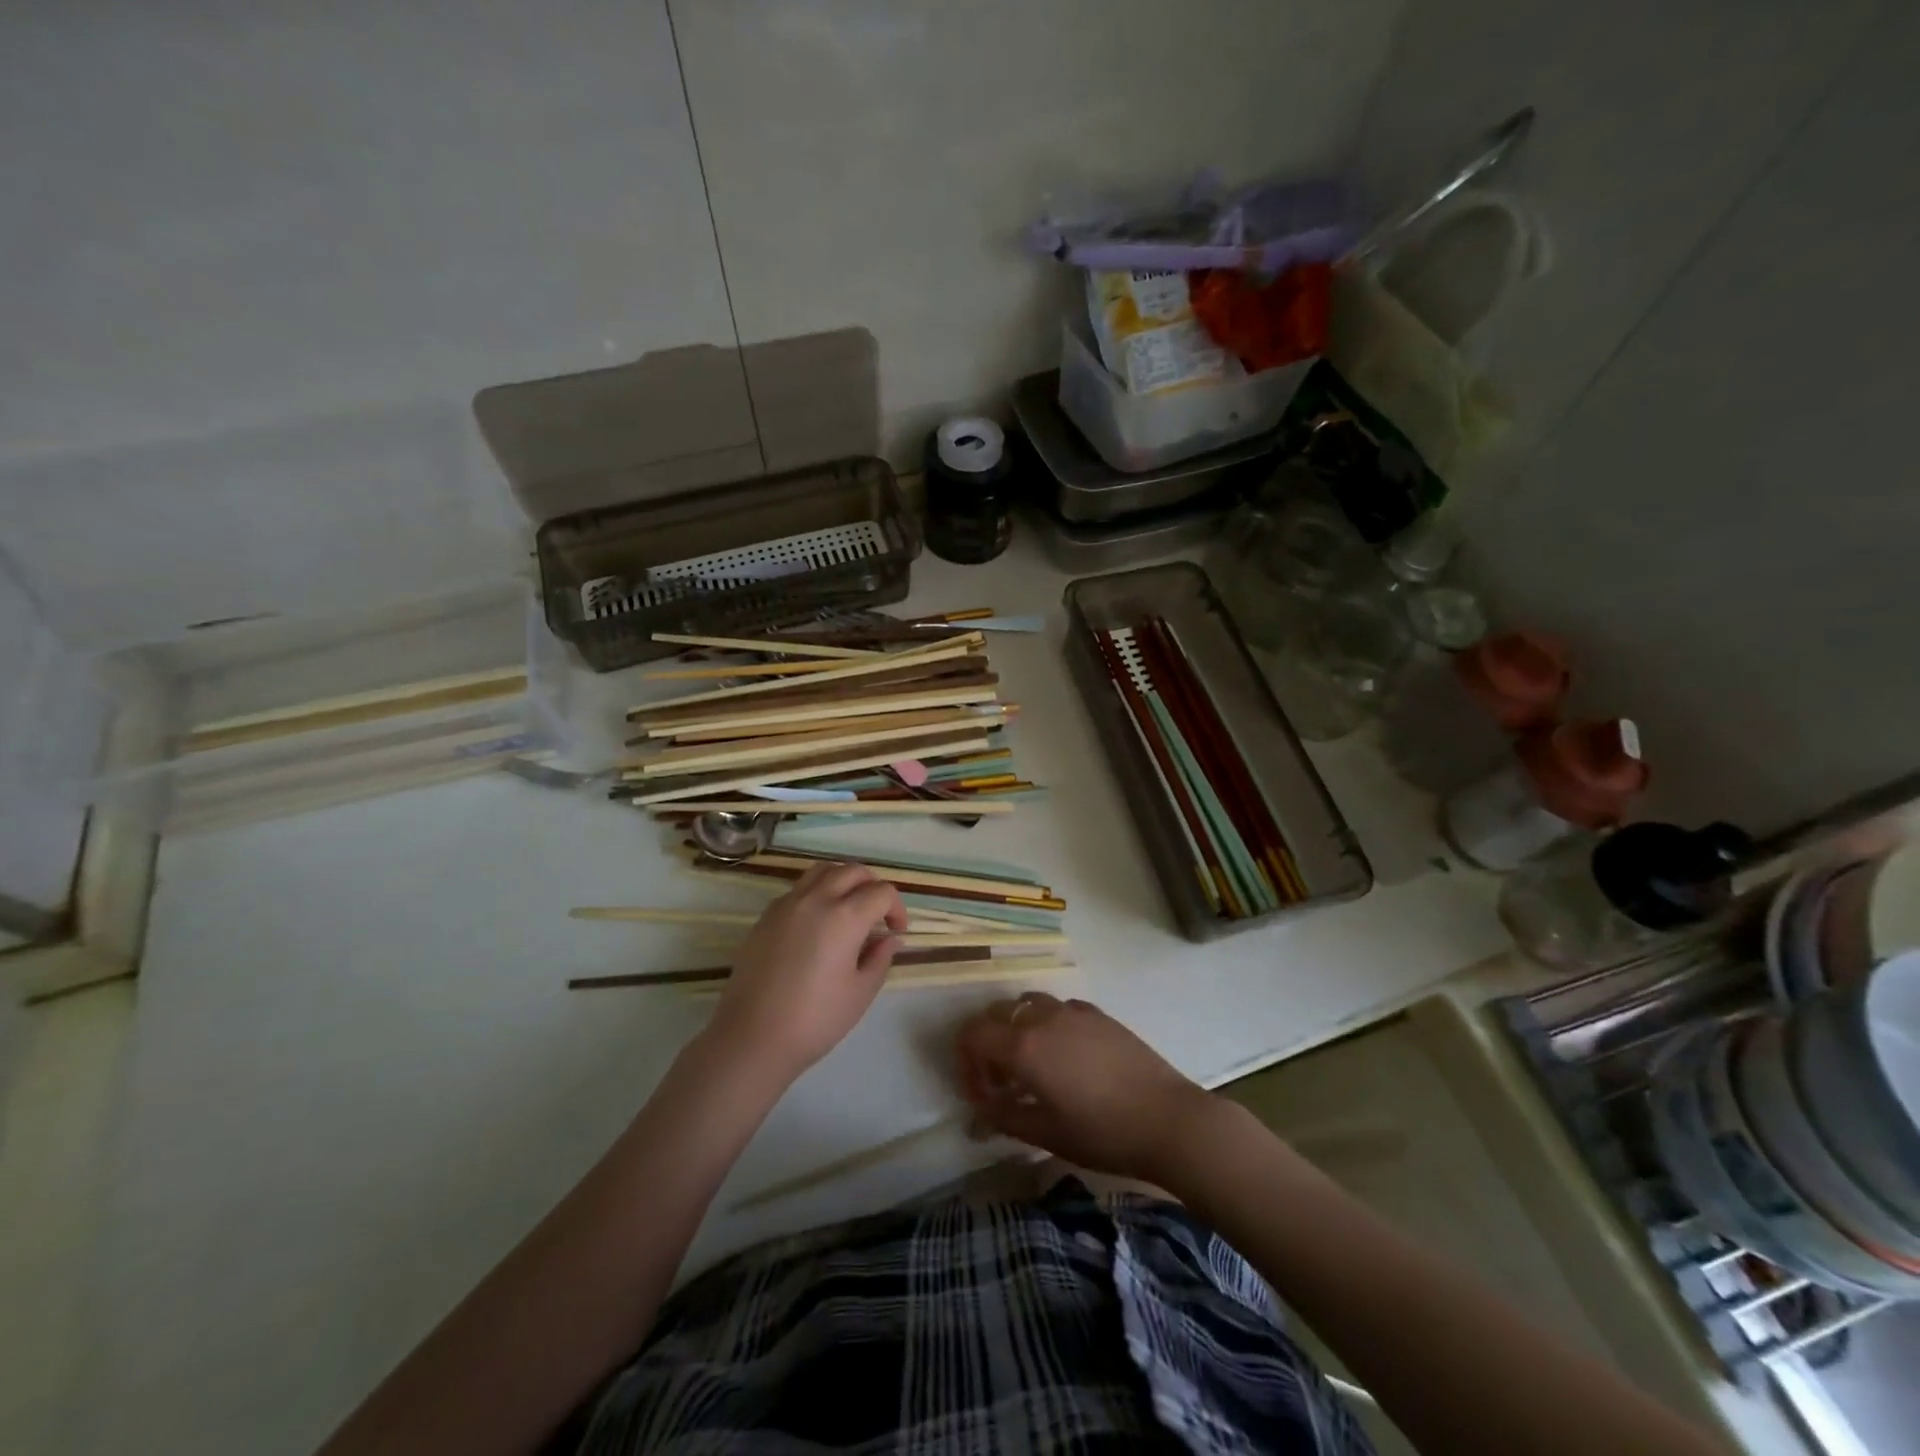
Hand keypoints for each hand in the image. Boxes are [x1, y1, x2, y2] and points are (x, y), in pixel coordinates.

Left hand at [706, 861, 907, 1085]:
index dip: (896, 908)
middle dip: (872, 887)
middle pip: (853, 871)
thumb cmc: (815, 1019)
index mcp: (845, 917)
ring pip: (823, 871)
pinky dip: (817, 892)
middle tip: (877, 915)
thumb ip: (880, 958)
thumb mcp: (860, 993)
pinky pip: (799, 888)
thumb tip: (888, 939)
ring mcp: (787, 904)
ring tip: (849, 908)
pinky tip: (818, 923)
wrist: (752, 1037)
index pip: (882, 892)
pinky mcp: (766, 916)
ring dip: (843, 881)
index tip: (896, 932)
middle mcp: (816, 899)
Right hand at [955, 993, 1215, 1183]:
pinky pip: (1057, 1008)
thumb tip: (977, 1115)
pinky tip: (1064, 1057)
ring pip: (1027, 1005)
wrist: (1167, 1119)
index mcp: (1023, 1046)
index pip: (972, 1036)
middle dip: (987, 1045)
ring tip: (1030, 1067)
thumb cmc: (1101, 1132)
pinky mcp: (1097, 1013)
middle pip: (996, 1014)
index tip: (979, 1096)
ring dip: (1016, 1030)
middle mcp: (1042, 1017)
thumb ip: (1003, 1118)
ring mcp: (1072, 1010)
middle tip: (1000, 1084)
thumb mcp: (1045, 1133)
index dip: (965, 1064)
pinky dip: (1046, 1025)